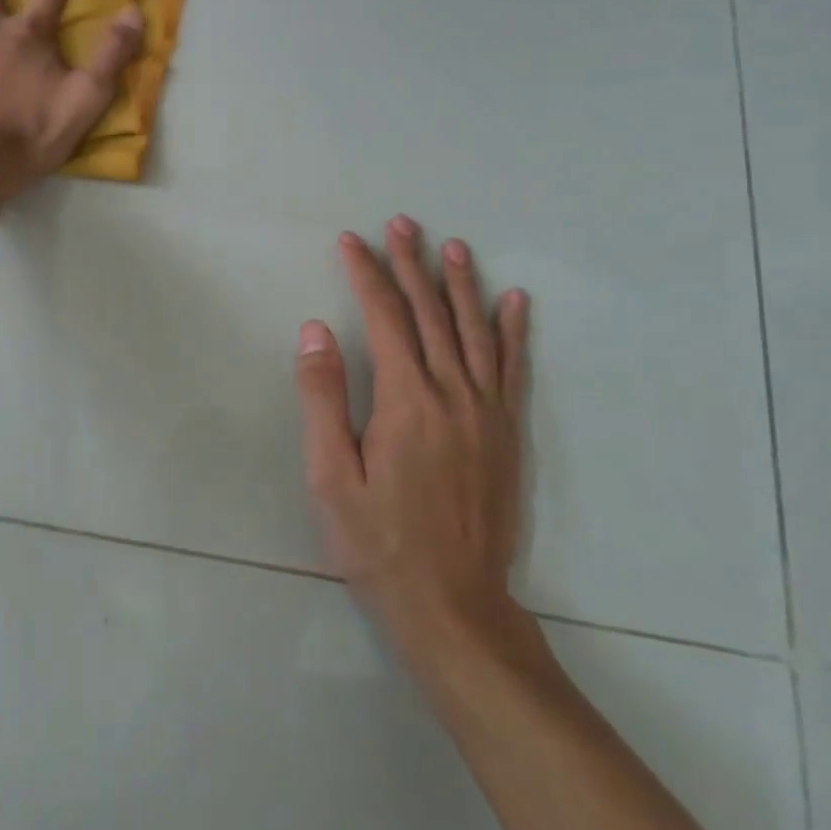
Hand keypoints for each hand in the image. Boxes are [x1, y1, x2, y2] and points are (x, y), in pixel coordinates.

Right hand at [293, 215, 532, 669]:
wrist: (454, 607)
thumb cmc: (379, 543)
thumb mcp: (330, 476)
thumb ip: (324, 397)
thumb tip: (316, 330)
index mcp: (406, 400)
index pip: (385, 316)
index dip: (366, 273)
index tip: (351, 240)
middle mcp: (452, 393)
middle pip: (430, 312)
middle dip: (411, 263)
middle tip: (401, 223)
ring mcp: (487, 411)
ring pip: (473, 330)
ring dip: (460, 283)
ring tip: (451, 246)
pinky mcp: (506, 432)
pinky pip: (512, 368)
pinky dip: (512, 329)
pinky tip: (514, 301)